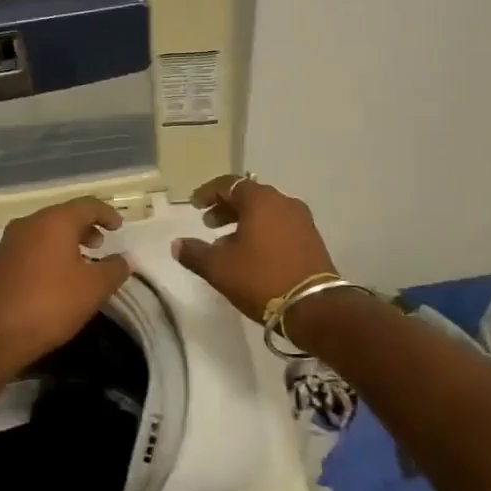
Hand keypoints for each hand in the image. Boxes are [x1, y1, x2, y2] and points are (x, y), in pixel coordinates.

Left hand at [0, 197, 130, 372]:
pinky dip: (49, 254)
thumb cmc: (50, 304)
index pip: (87, 205)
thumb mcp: (94, 288)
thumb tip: (124, 259)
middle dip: (85, 228)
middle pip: (63, 216)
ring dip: (66, 242)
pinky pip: (31, 248)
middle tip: (101, 244)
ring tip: (82, 263)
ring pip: (45, 232)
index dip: (107, 214)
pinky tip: (56, 278)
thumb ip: (114, 269)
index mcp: (54, 221)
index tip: (119, 227)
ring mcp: (9, 242)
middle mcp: (29, 224)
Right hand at [172, 175, 336, 323]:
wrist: (314, 307)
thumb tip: (177, 244)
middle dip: (226, 207)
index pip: (229, 184)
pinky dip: (262, 230)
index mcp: (261, 200)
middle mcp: (284, 202)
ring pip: (266, 211)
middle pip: (249, 196)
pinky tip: (251, 253)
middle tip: (208, 223)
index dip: (208, 192)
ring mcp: (302, 220)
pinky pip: (280, 225)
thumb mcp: (219, 268)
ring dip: (244, 221)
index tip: (194, 205)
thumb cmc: (261, 279)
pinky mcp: (312, 239)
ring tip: (226, 242)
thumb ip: (194, 253)